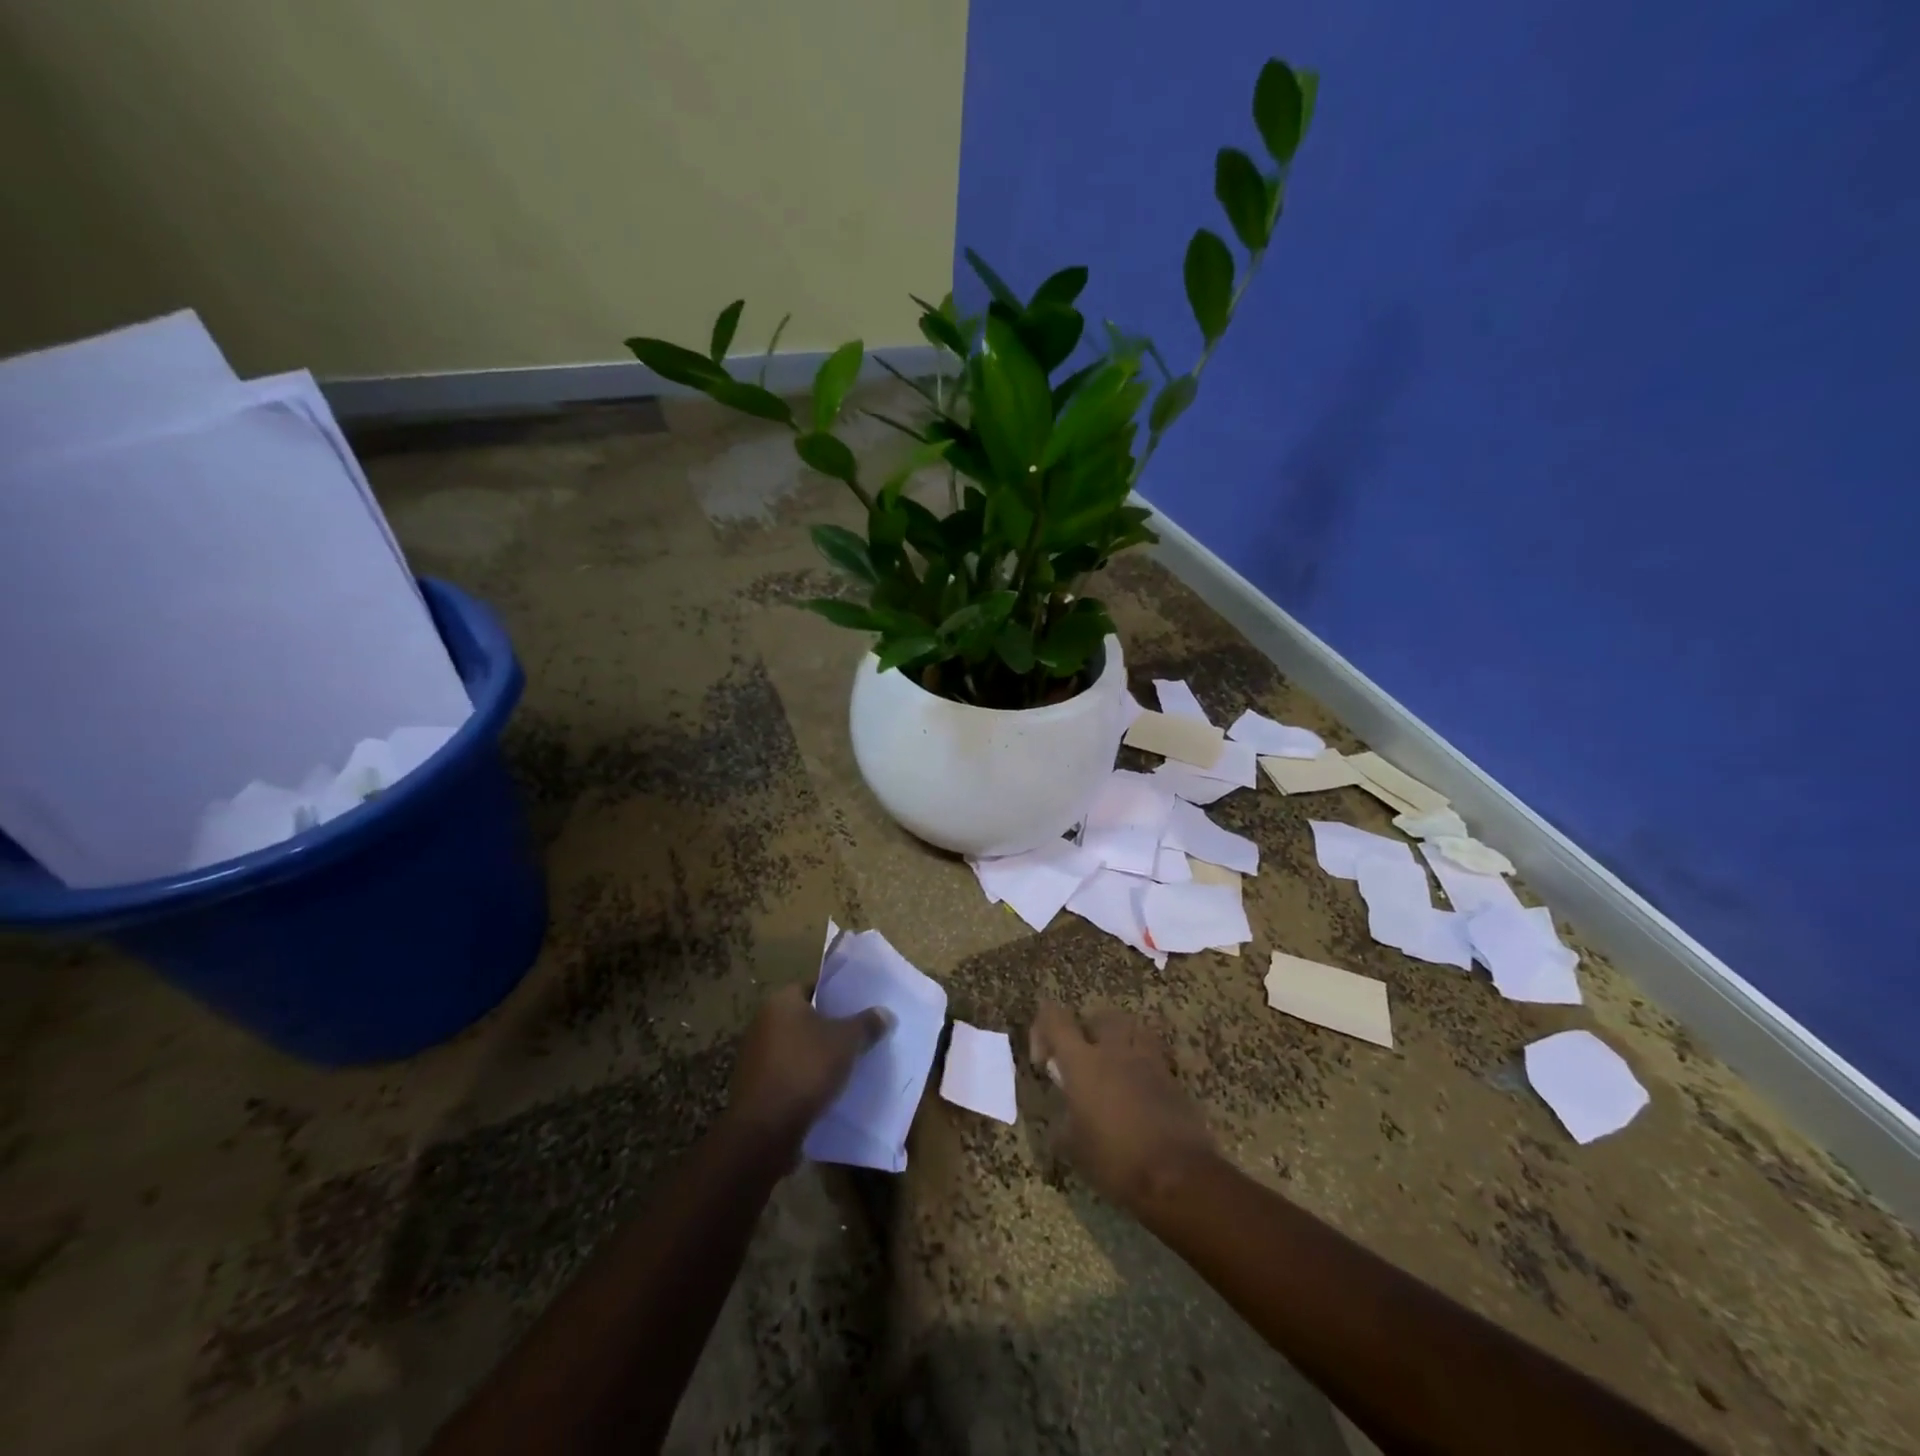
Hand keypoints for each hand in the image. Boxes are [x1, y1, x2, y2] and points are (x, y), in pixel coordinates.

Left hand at [727, 984, 892, 1146]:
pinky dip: (803, 1077)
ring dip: (815, 1054)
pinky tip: (824, 1088)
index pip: (812, 987)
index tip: (858, 1007)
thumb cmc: (806, 1069)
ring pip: (795, 1046)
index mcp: (781, 1001)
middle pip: (803, 1017)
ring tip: (845, 1063)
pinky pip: (786, 1072)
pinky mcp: (754, 1086)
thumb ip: (867, 1024)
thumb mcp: (847, 1042)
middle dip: (828, 1026)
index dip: (837, 996)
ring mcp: (755, 1055)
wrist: (765, 1129)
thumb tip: (885, 1013)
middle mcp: (762, 1022)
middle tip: (856, 1034)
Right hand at [1029, 1000, 1217, 1214]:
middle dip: (1086, 1032)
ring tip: (1113, 1067)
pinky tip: (1138, 1092)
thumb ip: (1064, 1120)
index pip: (1055, 1019)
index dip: (1043, 1028)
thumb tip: (1064, 1115)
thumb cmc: (1116, 1161)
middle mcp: (1114, 1050)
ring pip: (1131, 1028)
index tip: (1044, 1061)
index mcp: (1082, 1062)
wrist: (1178, 1176)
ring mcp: (1147, 1060)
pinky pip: (1153, 1056)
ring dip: (1118, 1040)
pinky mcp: (1172, 1078)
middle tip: (1081, 1061)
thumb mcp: (1074, 1148)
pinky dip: (1142, 1065)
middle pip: (1098, 1017)